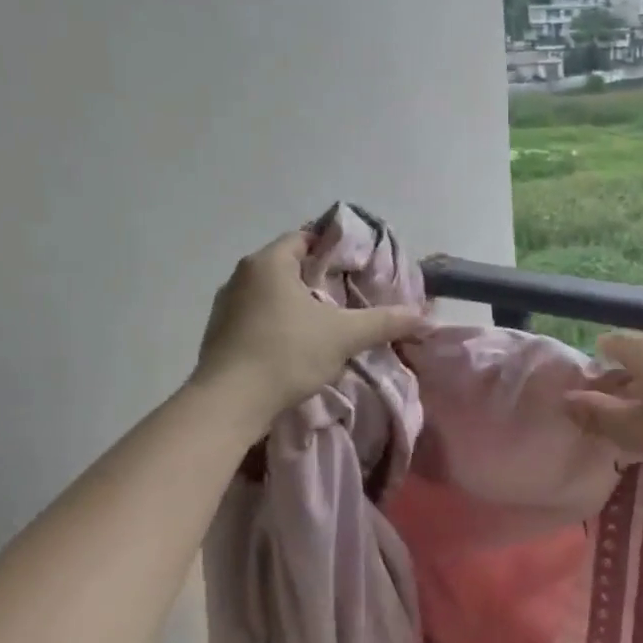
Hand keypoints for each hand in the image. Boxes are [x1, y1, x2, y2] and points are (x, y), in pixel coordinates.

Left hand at [192, 230, 423, 423]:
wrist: (229, 404)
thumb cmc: (286, 354)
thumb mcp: (344, 336)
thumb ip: (385, 322)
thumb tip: (424, 316)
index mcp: (269, 263)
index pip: (306, 238)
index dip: (335, 248)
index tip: (358, 266)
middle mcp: (242, 276)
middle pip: (289, 265)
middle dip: (319, 278)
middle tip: (350, 294)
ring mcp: (225, 305)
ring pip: (271, 293)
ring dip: (296, 303)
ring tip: (327, 321)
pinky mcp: (219, 334)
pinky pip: (256, 317)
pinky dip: (278, 323)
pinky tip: (296, 345)